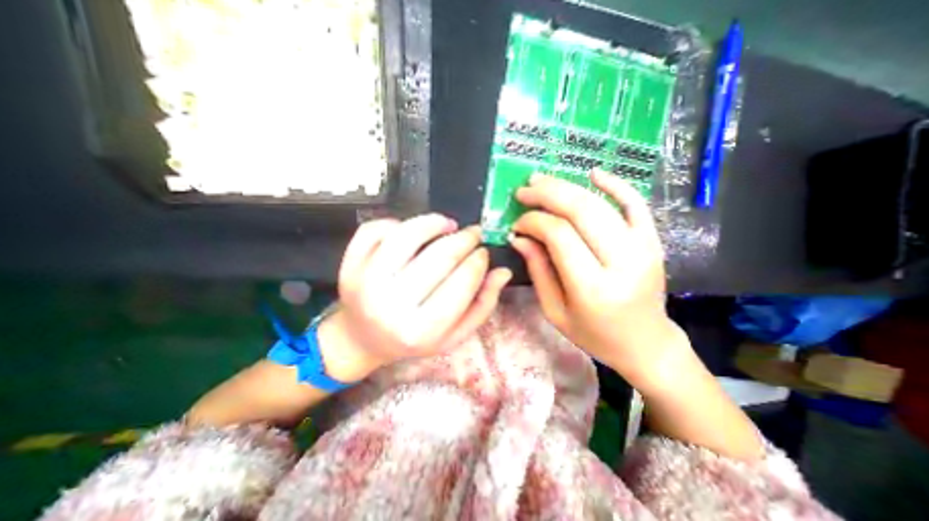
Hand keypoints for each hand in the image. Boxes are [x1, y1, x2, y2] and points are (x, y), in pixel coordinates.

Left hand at [318, 214, 507, 379]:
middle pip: (439, 256)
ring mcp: (365, 282)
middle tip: (473, 234)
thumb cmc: (414, 339)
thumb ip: (482, 305)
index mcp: (422, 329)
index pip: (462, 282)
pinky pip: (376, 229)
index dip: (479, 260)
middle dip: (465, 239)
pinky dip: (398, 222)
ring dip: (434, 222)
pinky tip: (411, 231)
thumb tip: (503, 272)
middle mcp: (392, 305)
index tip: (484, 252)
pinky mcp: (349, 265)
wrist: (363, 339)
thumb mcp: (454, 334)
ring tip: (448, 224)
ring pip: (407, 234)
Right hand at [512, 171, 683, 389]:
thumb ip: (537, 270)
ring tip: (542, 181)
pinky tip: (593, 173)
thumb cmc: (594, 334)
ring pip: (601, 204)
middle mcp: (621, 262)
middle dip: (547, 194)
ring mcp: (643, 248)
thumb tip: (519, 236)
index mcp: (593, 287)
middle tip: (524, 190)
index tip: (517, 223)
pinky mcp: (653, 241)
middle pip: (581, 211)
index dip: (533, 222)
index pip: (559, 235)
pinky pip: (636, 204)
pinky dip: (616, 184)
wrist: (645, 342)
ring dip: (568, 187)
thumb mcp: (555, 311)